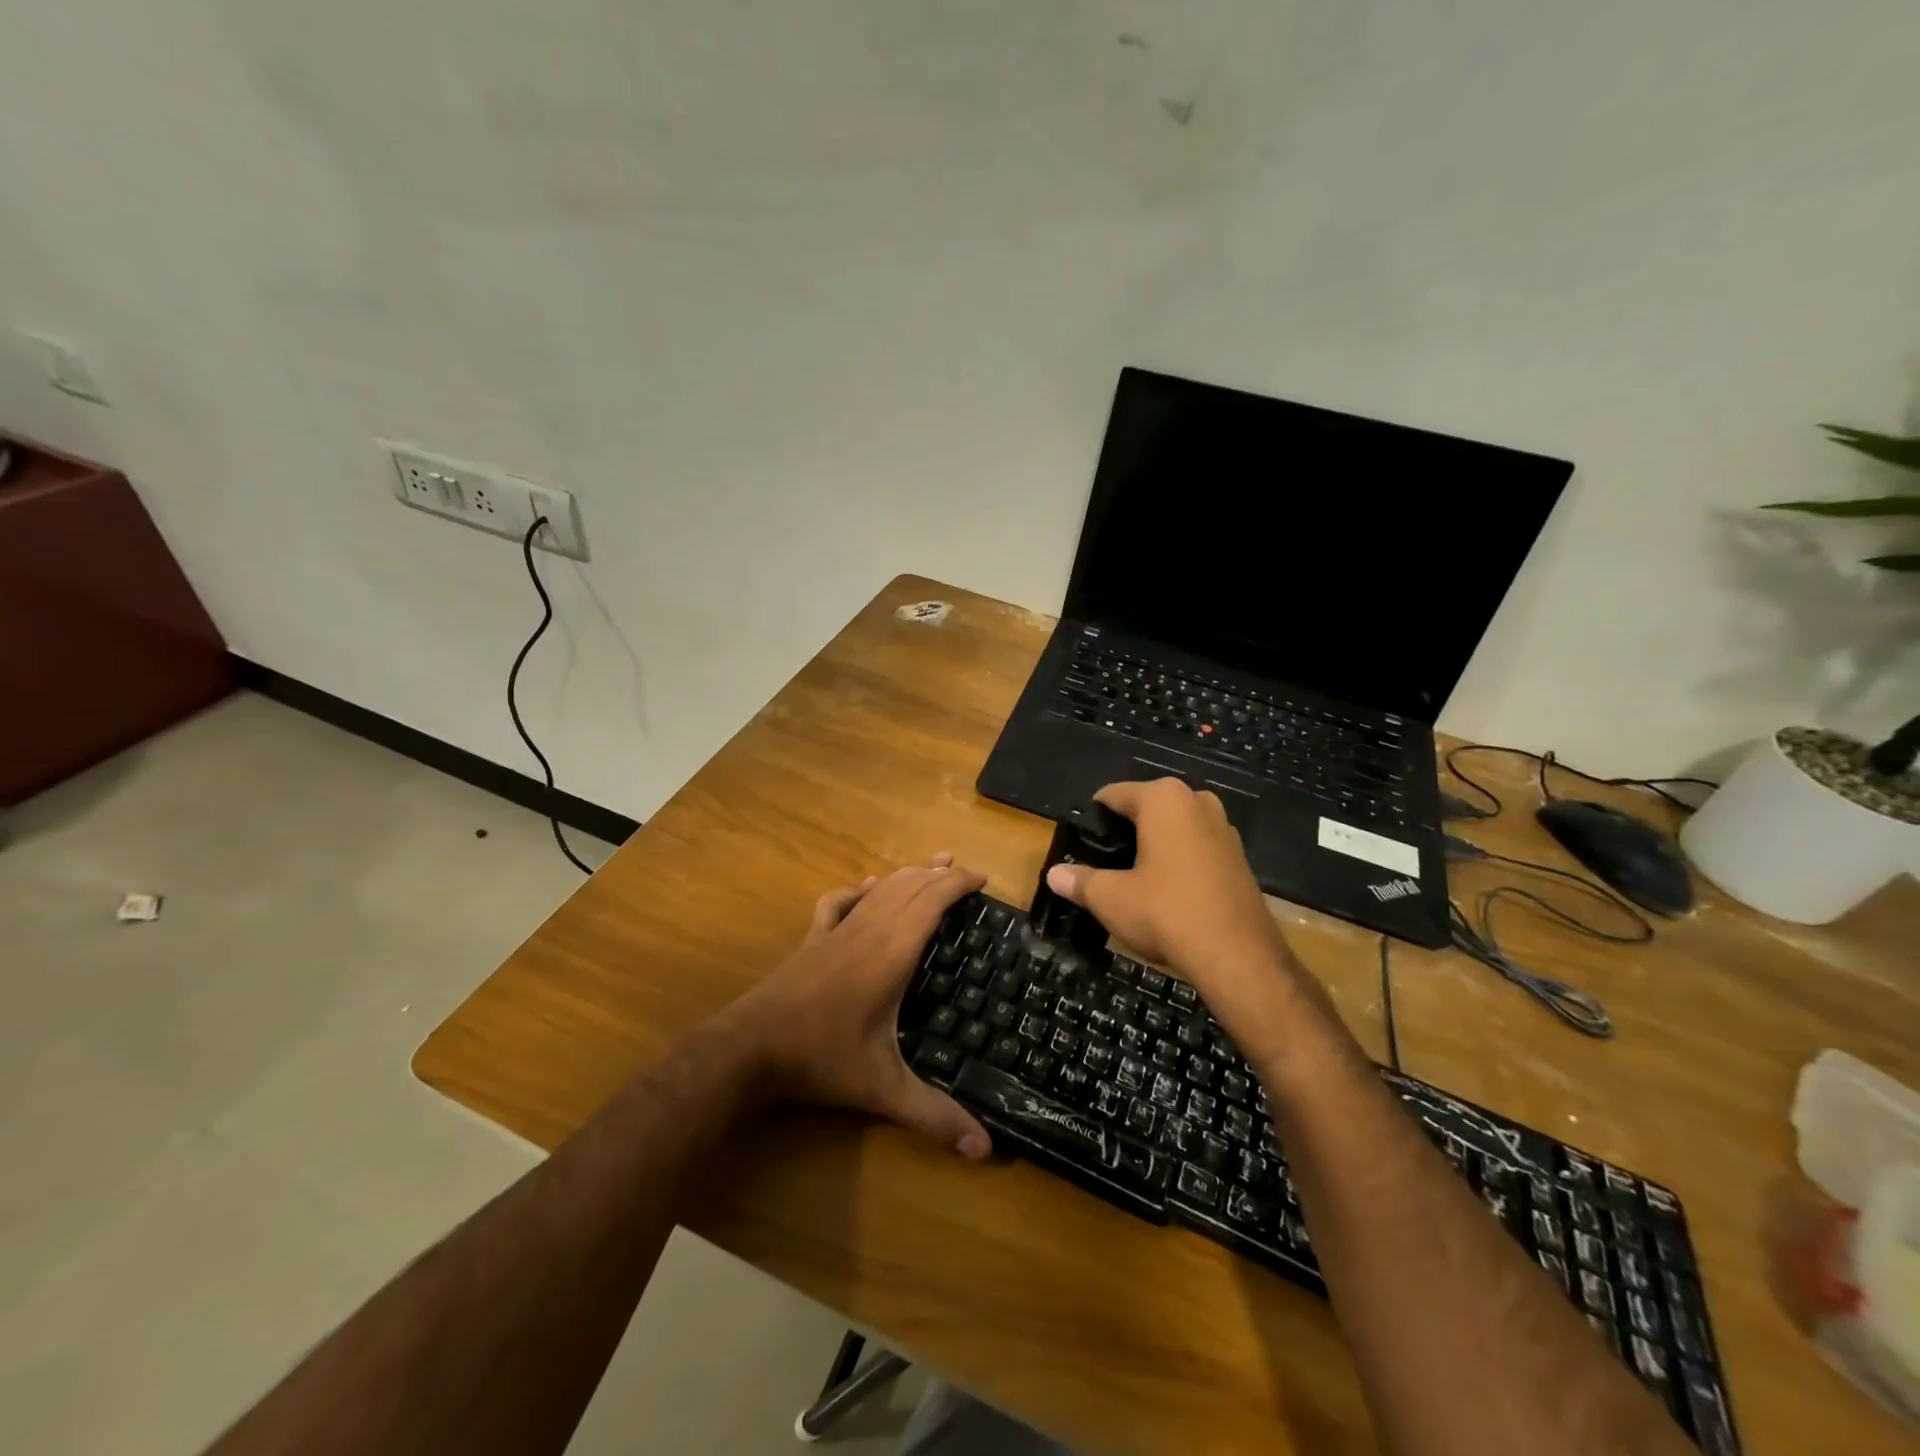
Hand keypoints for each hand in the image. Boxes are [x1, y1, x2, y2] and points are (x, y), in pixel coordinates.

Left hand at [726, 855, 992, 1159]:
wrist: (748, 1048)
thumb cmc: (820, 1059)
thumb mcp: (882, 1089)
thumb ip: (934, 1116)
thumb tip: (985, 1151)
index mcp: (891, 952)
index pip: (931, 901)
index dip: (958, 884)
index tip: (983, 880)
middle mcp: (868, 930)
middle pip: (909, 886)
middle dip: (940, 873)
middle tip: (967, 873)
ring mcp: (836, 930)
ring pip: (879, 888)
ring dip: (908, 873)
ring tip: (932, 864)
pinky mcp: (813, 938)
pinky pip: (840, 901)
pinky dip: (861, 889)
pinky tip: (867, 887)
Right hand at [1043, 780, 1318, 1046]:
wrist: (1238, 956)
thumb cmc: (1166, 912)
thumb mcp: (1111, 898)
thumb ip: (1080, 881)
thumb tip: (1054, 874)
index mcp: (1163, 798)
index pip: (1113, 795)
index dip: (1092, 820)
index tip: (1080, 847)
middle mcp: (1197, 801)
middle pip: (1146, 810)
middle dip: (1125, 833)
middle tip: (1105, 866)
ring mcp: (1224, 828)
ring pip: (1174, 829)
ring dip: (1154, 848)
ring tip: (1133, 882)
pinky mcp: (1239, 857)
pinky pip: (1197, 849)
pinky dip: (1179, 864)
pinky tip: (1168, 895)